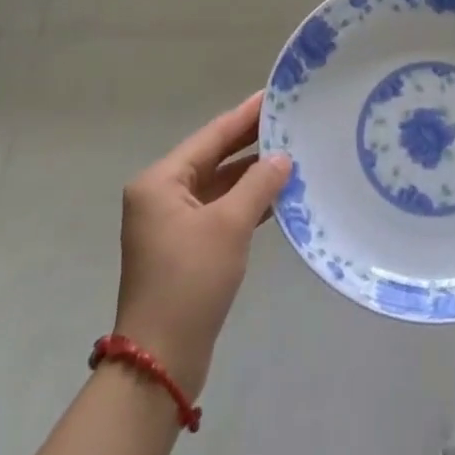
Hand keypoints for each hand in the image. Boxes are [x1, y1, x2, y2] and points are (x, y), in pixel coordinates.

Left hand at [113, 91, 290, 397]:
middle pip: (214, 157)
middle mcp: (161, 195)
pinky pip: (220, 210)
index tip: (274, 94)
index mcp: (160, 181)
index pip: (212, 136)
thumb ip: (259, 184)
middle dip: (251, 142)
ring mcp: (172, 223)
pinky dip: (246, 201)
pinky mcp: (185, 247)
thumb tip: (282, 157)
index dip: (245, 115)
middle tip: (290, 120)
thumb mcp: (229, 226)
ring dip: (252, 174)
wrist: (161, 360)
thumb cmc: (190, 281)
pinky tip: (278, 194)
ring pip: (219, 185)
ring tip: (293, 152)